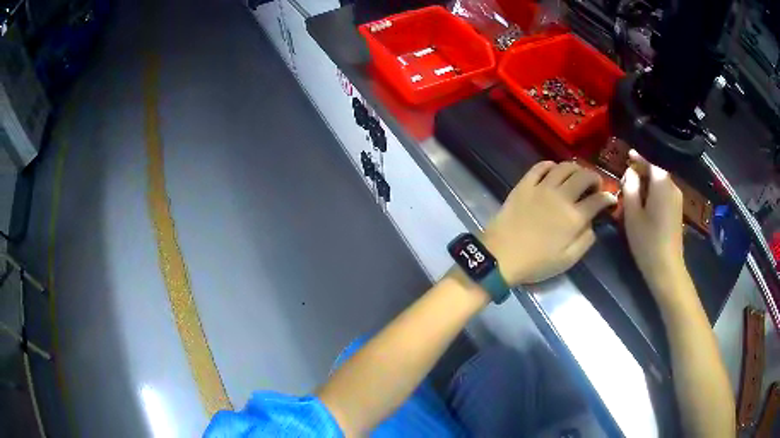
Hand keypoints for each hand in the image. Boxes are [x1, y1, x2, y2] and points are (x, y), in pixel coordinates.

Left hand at [483, 161, 616, 284]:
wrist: (501, 256)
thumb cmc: (536, 263)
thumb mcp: (568, 260)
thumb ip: (585, 241)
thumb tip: (592, 224)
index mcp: (574, 217)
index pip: (598, 200)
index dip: (608, 198)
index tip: (611, 199)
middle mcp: (561, 196)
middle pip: (584, 176)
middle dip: (595, 178)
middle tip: (595, 186)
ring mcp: (542, 187)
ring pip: (565, 167)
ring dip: (576, 169)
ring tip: (578, 176)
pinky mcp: (525, 184)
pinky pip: (540, 166)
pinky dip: (551, 165)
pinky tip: (554, 170)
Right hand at [622, 150, 685, 291]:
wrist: (667, 268)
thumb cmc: (647, 241)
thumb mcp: (632, 213)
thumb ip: (630, 187)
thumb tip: (630, 172)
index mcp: (662, 183)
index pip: (650, 161)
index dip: (638, 157)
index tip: (627, 154)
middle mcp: (672, 186)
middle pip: (656, 171)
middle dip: (642, 171)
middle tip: (627, 178)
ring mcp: (677, 199)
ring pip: (660, 182)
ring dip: (648, 182)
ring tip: (634, 191)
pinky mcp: (677, 210)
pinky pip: (664, 192)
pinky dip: (654, 192)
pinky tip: (645, 203)